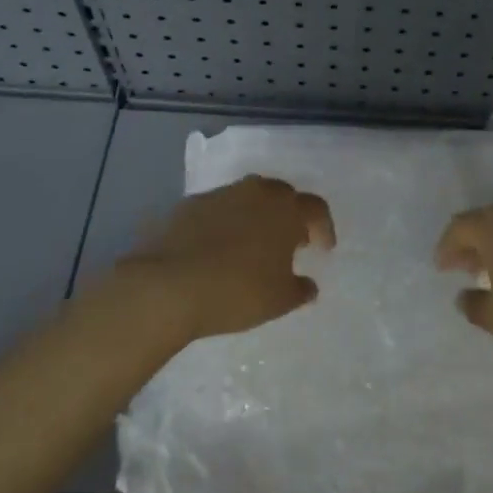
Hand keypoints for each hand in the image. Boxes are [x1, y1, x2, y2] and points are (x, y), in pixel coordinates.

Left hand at [116, 176, 334, 343]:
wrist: (168, 286)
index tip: (322, 249)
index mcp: (286, 209)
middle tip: (290, 242)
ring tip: (252, 246)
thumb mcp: (279, 300)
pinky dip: (225, 223)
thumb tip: (309, 285)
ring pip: (248, 198)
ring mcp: (220, 195)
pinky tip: (217, 249)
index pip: (315, 208)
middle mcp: (256, 192)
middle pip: (282, 195)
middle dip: (289, 216)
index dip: (323, 228)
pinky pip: (218, 209)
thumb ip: (300, 289)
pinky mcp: (189, 205)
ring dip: (256, 217)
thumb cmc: (237, 291)